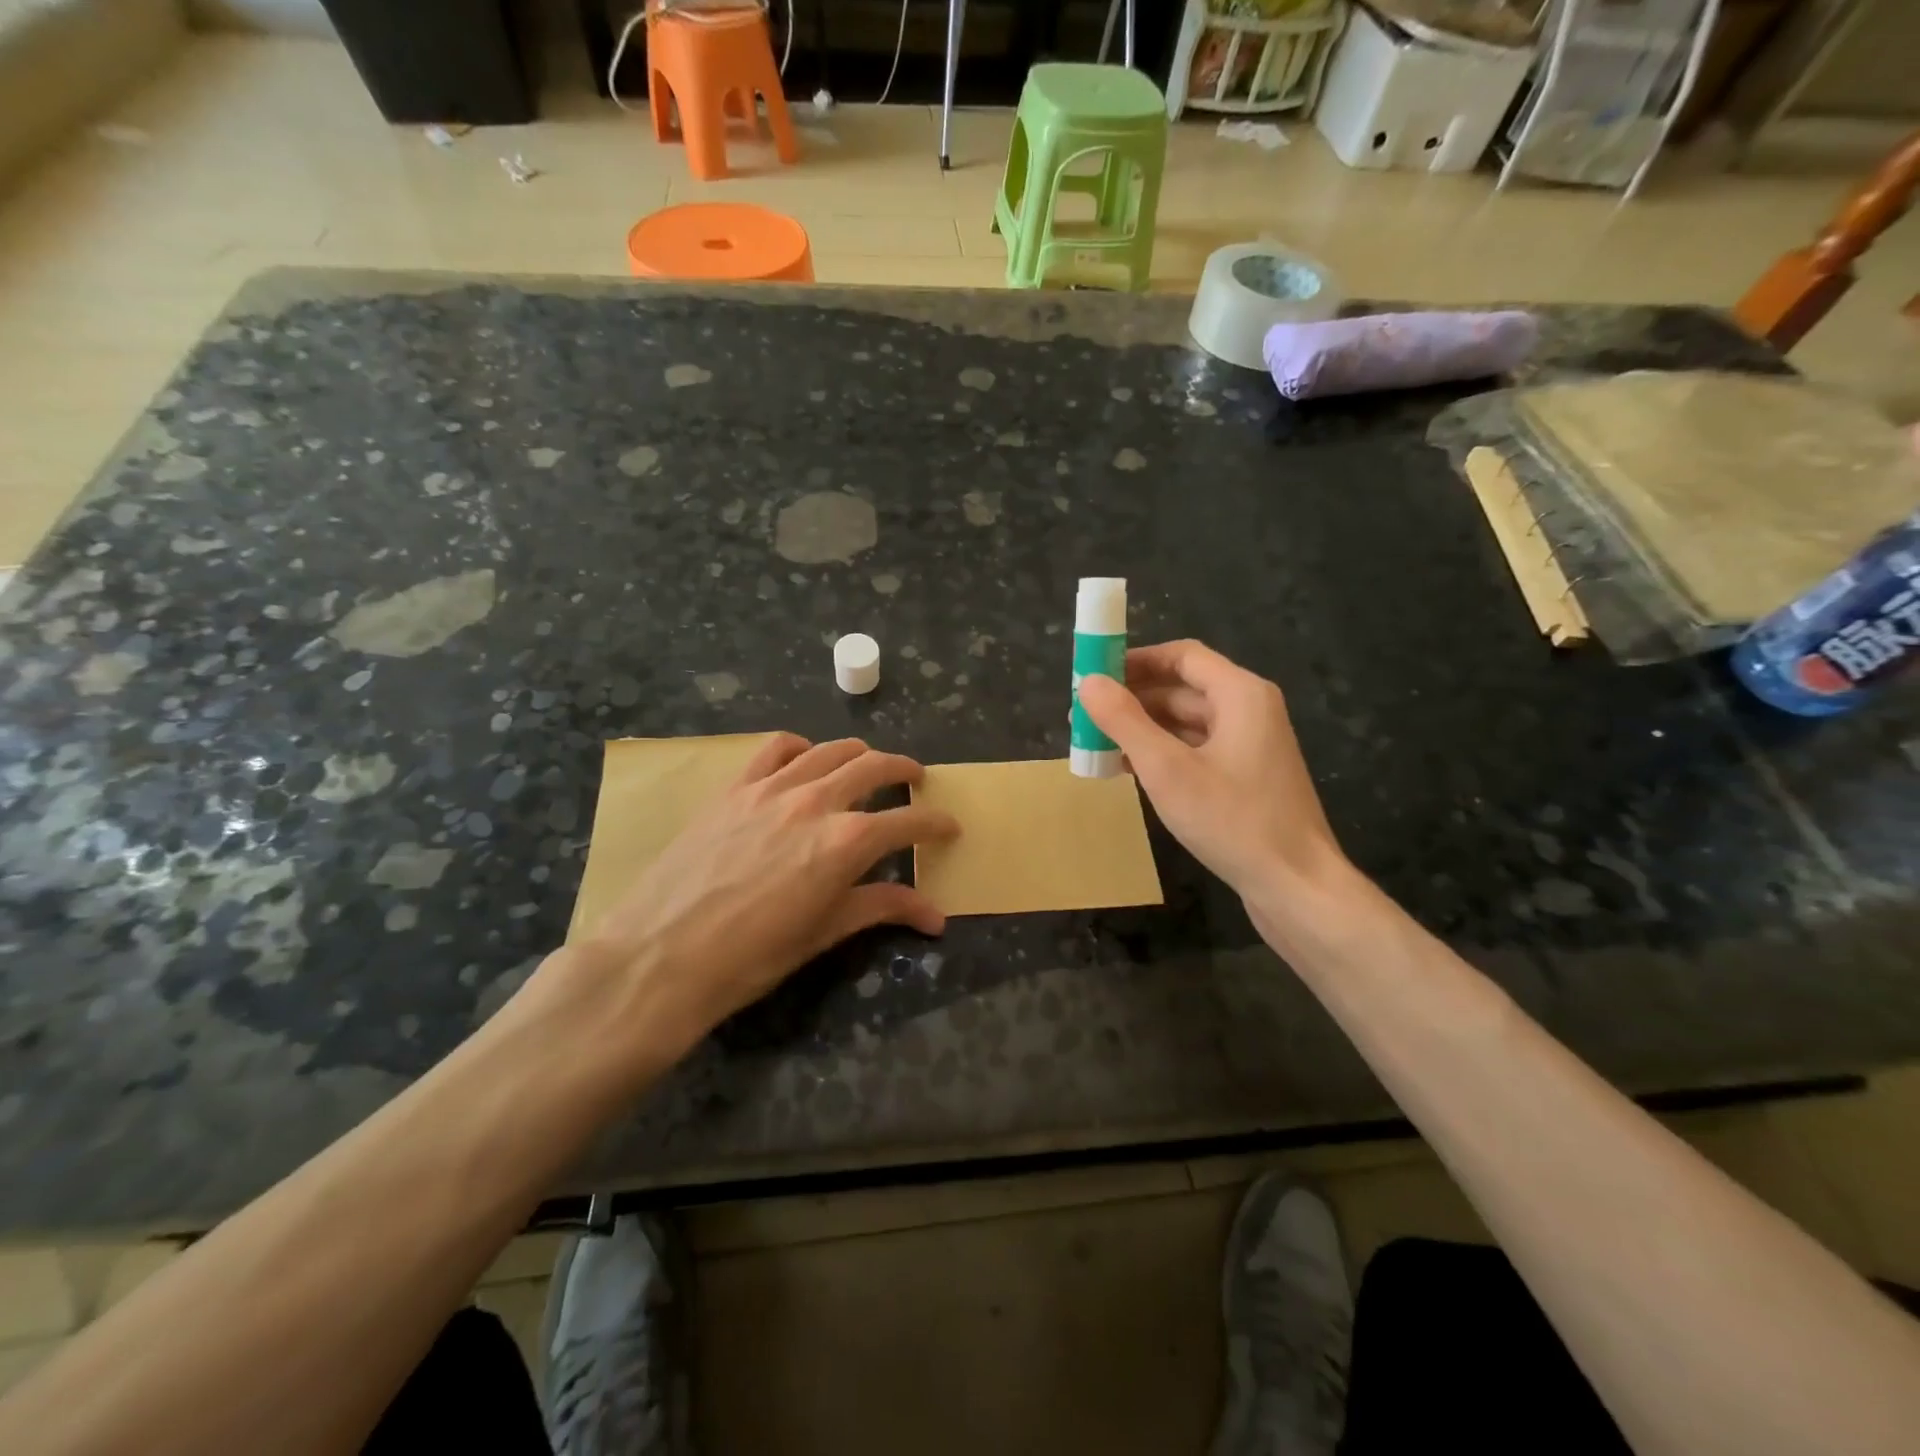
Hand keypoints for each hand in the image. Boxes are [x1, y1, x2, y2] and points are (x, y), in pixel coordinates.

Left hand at [582, 735, 957, 1048]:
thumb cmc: (751, 957)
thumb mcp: (824, 933)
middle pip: (874, 767)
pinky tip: (804, 762)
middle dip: (904, 771)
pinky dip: (801, 748)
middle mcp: (815, 801)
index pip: (907, 822)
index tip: (949, 826)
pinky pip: (776, 748)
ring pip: (830, 750)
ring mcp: (771, 788)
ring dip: (859, 754)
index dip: (935, 823)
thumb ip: (881, 908)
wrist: (660, 957)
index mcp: (846, 842)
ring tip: (868, 765)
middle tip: (915, 781)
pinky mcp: (735, 788)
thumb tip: (936, 916)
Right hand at [1078, 640, 1353, 912]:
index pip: (1182, 656)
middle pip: (1182, 688)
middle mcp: (1249, 710)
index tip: (1093, 674)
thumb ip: (1124, 721)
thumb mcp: (1167, 769)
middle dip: (1132, 699)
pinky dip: (1162, 753)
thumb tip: (1088, 682)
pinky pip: (1196, 750)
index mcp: (1240, 694)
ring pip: (1186, 723)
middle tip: (1084, 716)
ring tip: (1095, 744)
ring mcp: (1250, 746)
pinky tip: (1128, 770)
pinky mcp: (1246, 778)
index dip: (1135, 660)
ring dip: (1142, 729)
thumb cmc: (1233, 820)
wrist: (1296, 885)